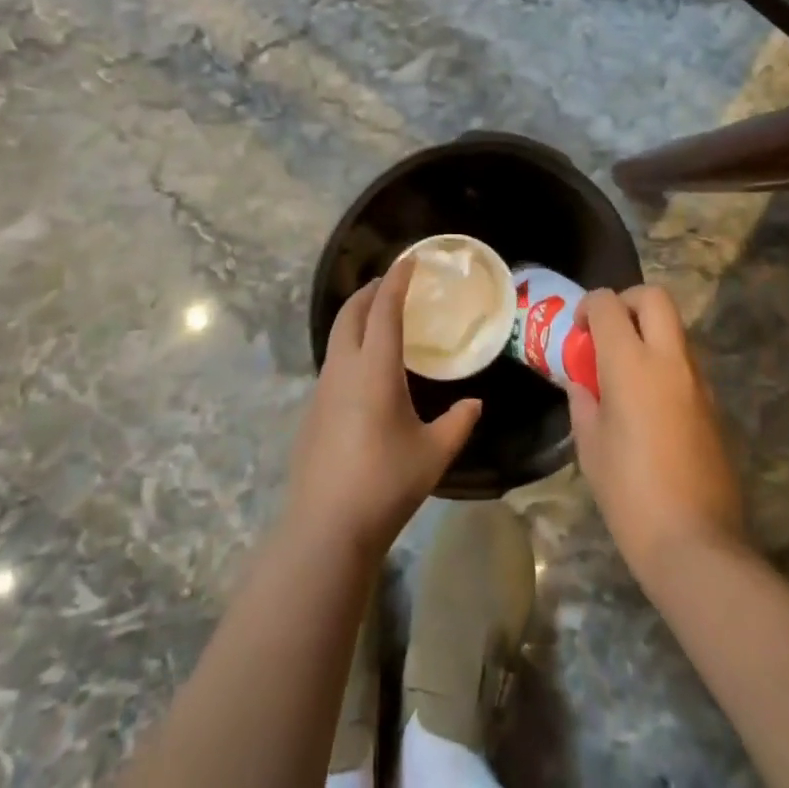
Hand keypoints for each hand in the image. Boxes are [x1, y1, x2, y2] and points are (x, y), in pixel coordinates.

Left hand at [285, 258, 482, 557]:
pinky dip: (349, 345)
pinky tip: (364, 369)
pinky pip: (333, 360)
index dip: (397, 279)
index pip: (385, 308)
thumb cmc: (385, 483)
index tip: (410, 260)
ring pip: (337, 335)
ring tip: (380, 320)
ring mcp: (323, 388)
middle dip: (370, 290)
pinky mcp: (312, 409)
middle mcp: (344, 367)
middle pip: (351, 312)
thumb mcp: (433, 454)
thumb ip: (458, 423)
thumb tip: (475, 403)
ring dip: (357, 316)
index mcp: (375, 368)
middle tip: (392, 283)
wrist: (326, 527)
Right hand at [566, 285, 745, 588]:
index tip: (579, 331)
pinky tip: (650, 404)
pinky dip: (665, 364)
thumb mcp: (590, 447)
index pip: (608, 304)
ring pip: (675, 329)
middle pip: (655, 297)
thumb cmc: (630, 494)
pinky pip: (687, 363)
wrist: (697, 545)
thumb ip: (584, 402)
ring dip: (649, 333)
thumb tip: (583, 383)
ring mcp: (698, 381)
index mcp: (630, 363)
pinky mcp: (715, 406)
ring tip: (626, 371)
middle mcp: (669, 360)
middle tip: (609, 332)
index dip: (589, 307)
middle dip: (628, 301)